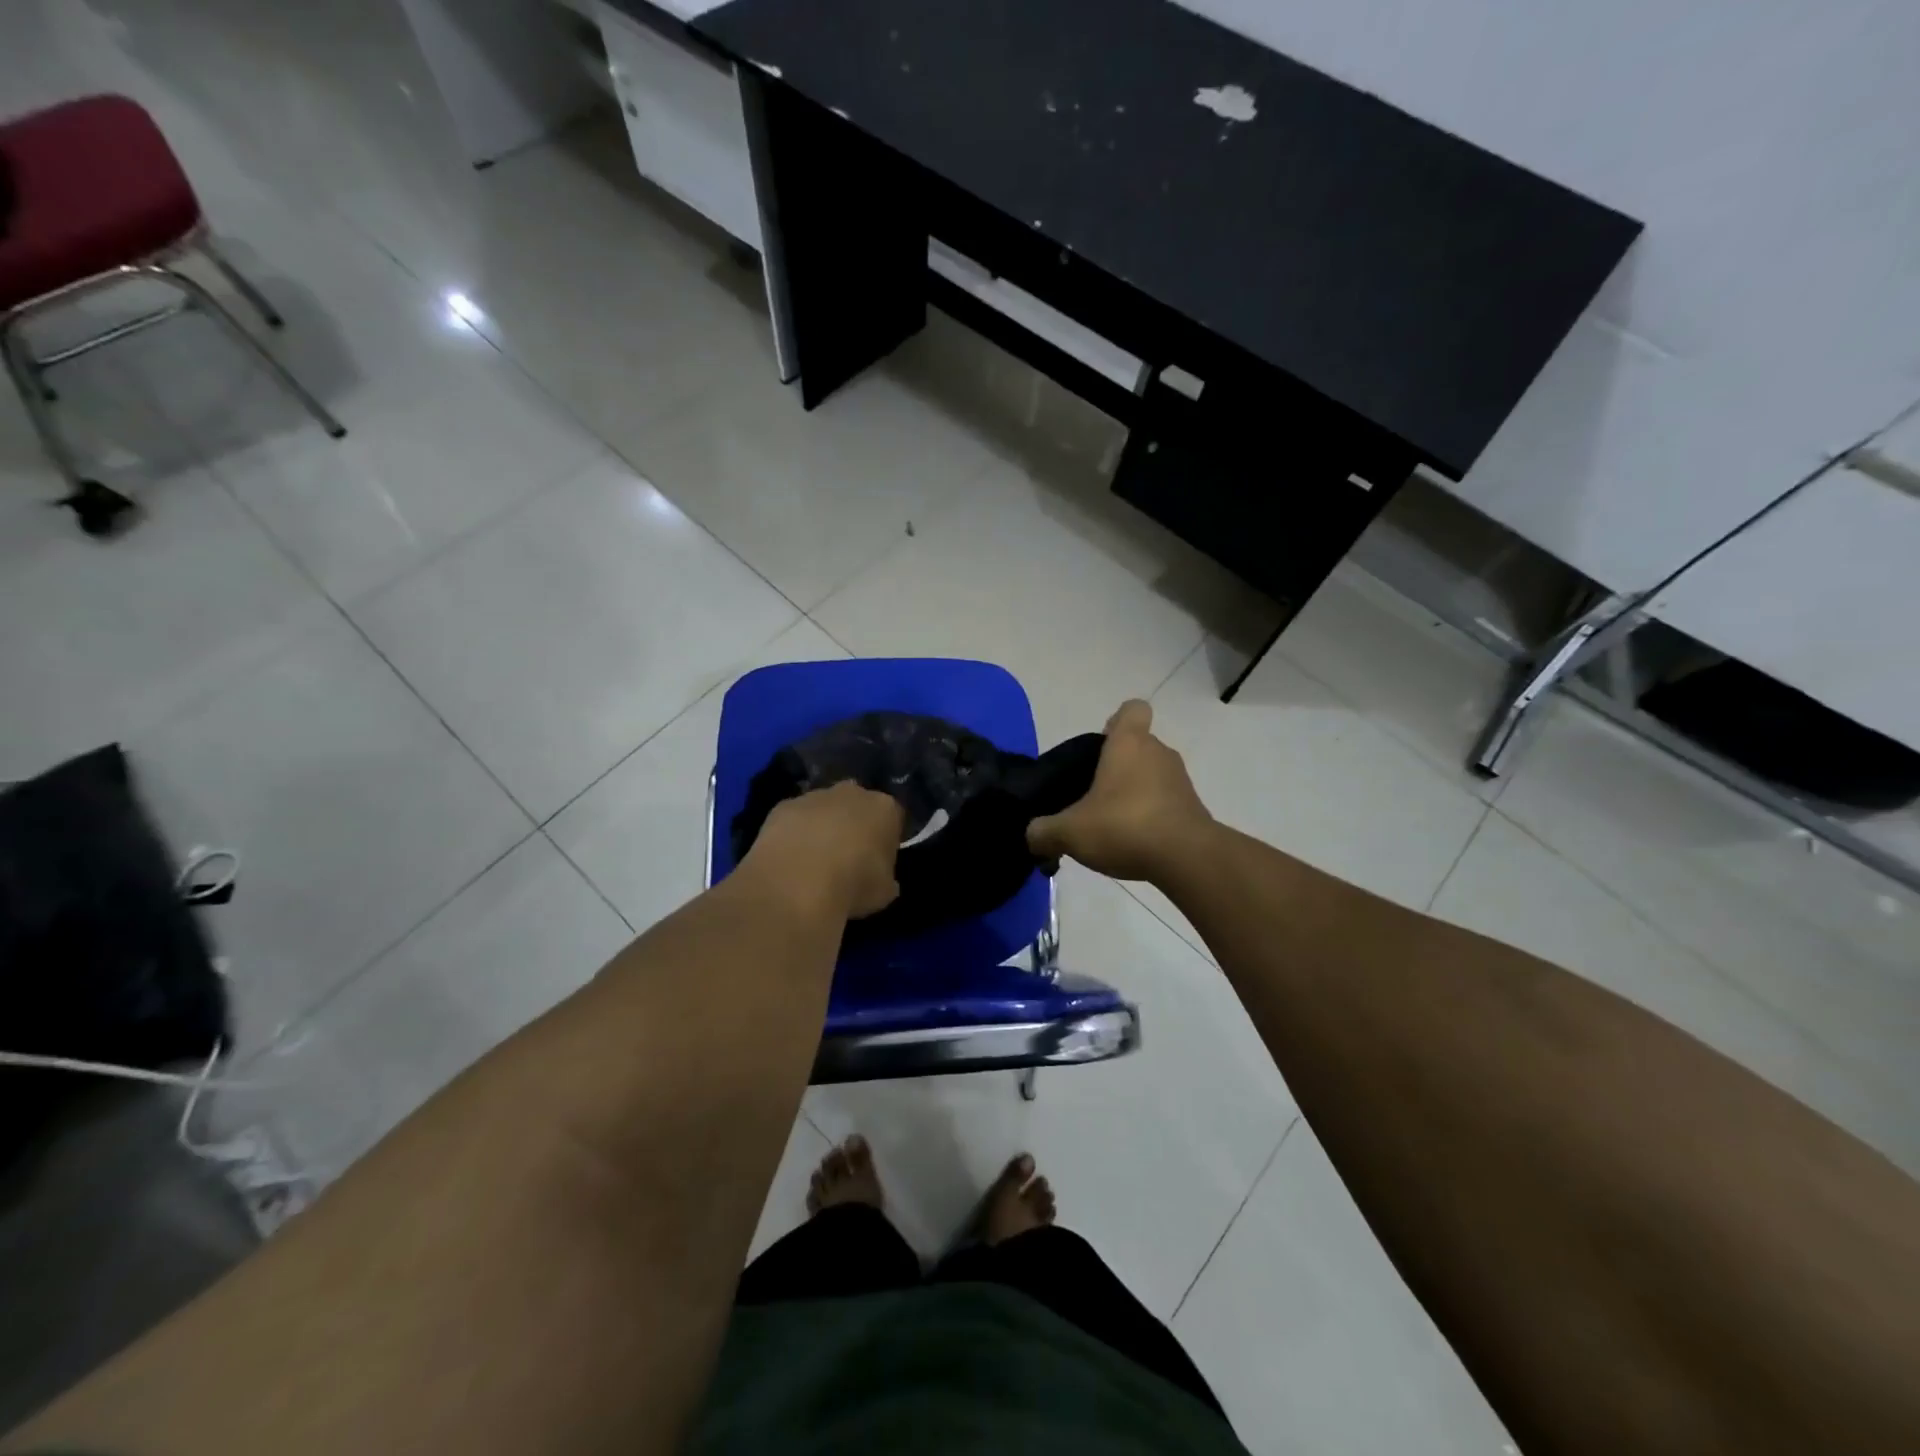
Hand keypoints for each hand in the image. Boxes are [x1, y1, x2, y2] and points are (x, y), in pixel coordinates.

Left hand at [744, 781, 904, 919]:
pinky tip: (789, 860)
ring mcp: (814, 796)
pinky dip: (794, 834)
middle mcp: (852, 793)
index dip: (885, 838)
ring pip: (823, 809)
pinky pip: (794, 819)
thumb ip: (886, 879)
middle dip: (853, 824)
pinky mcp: (783, 806)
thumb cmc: (853, 885)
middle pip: (857, 805)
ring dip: (821, 828)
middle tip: (847, 857)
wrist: (797, 882)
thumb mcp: (884, 892)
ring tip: (813, 862)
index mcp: (884, 808)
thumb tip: (884, 881)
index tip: (878, 859)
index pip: (892, 817)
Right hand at [1027, 700, 1213, 883]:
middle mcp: (1158, 753)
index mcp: (1129, 743)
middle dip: (1117, 767)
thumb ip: (1043, 832)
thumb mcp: (1070, 832)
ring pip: (1152, 775)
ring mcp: (1180, 780)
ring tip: (1111, 825)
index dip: (1116, 721)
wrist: (1187, 858)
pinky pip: (1166, 802)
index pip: (1132, 709)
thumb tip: (1032, 836)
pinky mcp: (1193, 808)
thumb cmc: (1124, 826)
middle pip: (1137, 746)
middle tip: (1092, 796)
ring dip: (1134, 793)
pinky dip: (1151, 816)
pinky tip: (1133, 843)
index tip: (1100, 745)